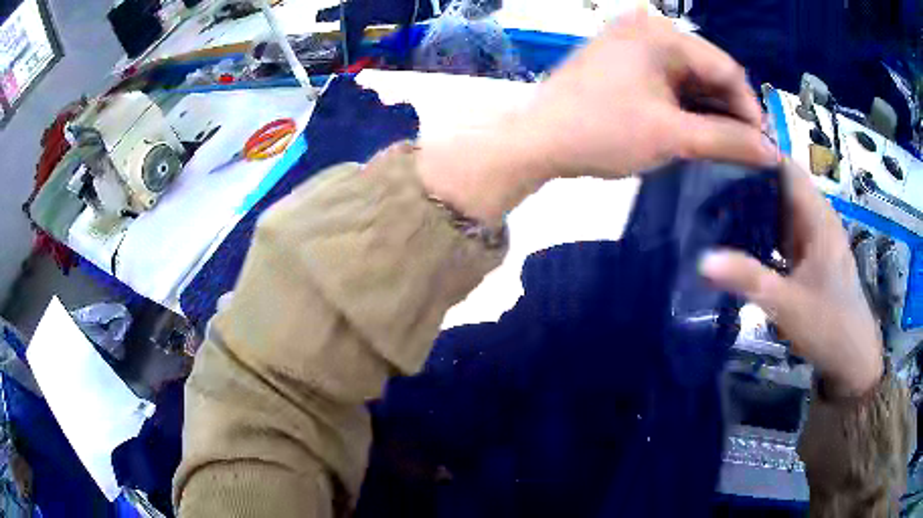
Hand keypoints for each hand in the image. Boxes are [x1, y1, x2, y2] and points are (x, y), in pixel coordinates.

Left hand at [521, 10, 775, 179]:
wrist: (537, 140)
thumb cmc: (603, 132)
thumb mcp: (672, 136)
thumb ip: (727, 141)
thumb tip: (771, 152)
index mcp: (661, 34)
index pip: (725, 67)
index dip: (749, 108)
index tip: (761, 146)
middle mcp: (646, 28)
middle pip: (707, 70)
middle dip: (728, 111)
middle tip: (743, 150)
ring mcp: (630, 42)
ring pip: (687, 77)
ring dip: (707, 110)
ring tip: (722, 146)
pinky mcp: (621, 59)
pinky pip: (666, 79)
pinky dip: (684, 105)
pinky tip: (694, 130)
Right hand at [699, 160, 883, 398]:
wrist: (853, 359)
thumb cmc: (828, 326)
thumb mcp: (787, 304)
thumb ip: (748, 279)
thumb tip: (702, 259)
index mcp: (817, 217)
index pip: (785, 167)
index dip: (755, 154)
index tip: (717, 154)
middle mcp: (817, 219)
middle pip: (782, 185)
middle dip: (748, 180)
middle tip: (706, 181)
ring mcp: (815, 239)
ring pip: (783, 209)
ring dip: (755, 206)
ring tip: (716, 205)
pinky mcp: (812, 257)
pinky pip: (785, 232)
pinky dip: (764, 229)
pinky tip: (742, 240)